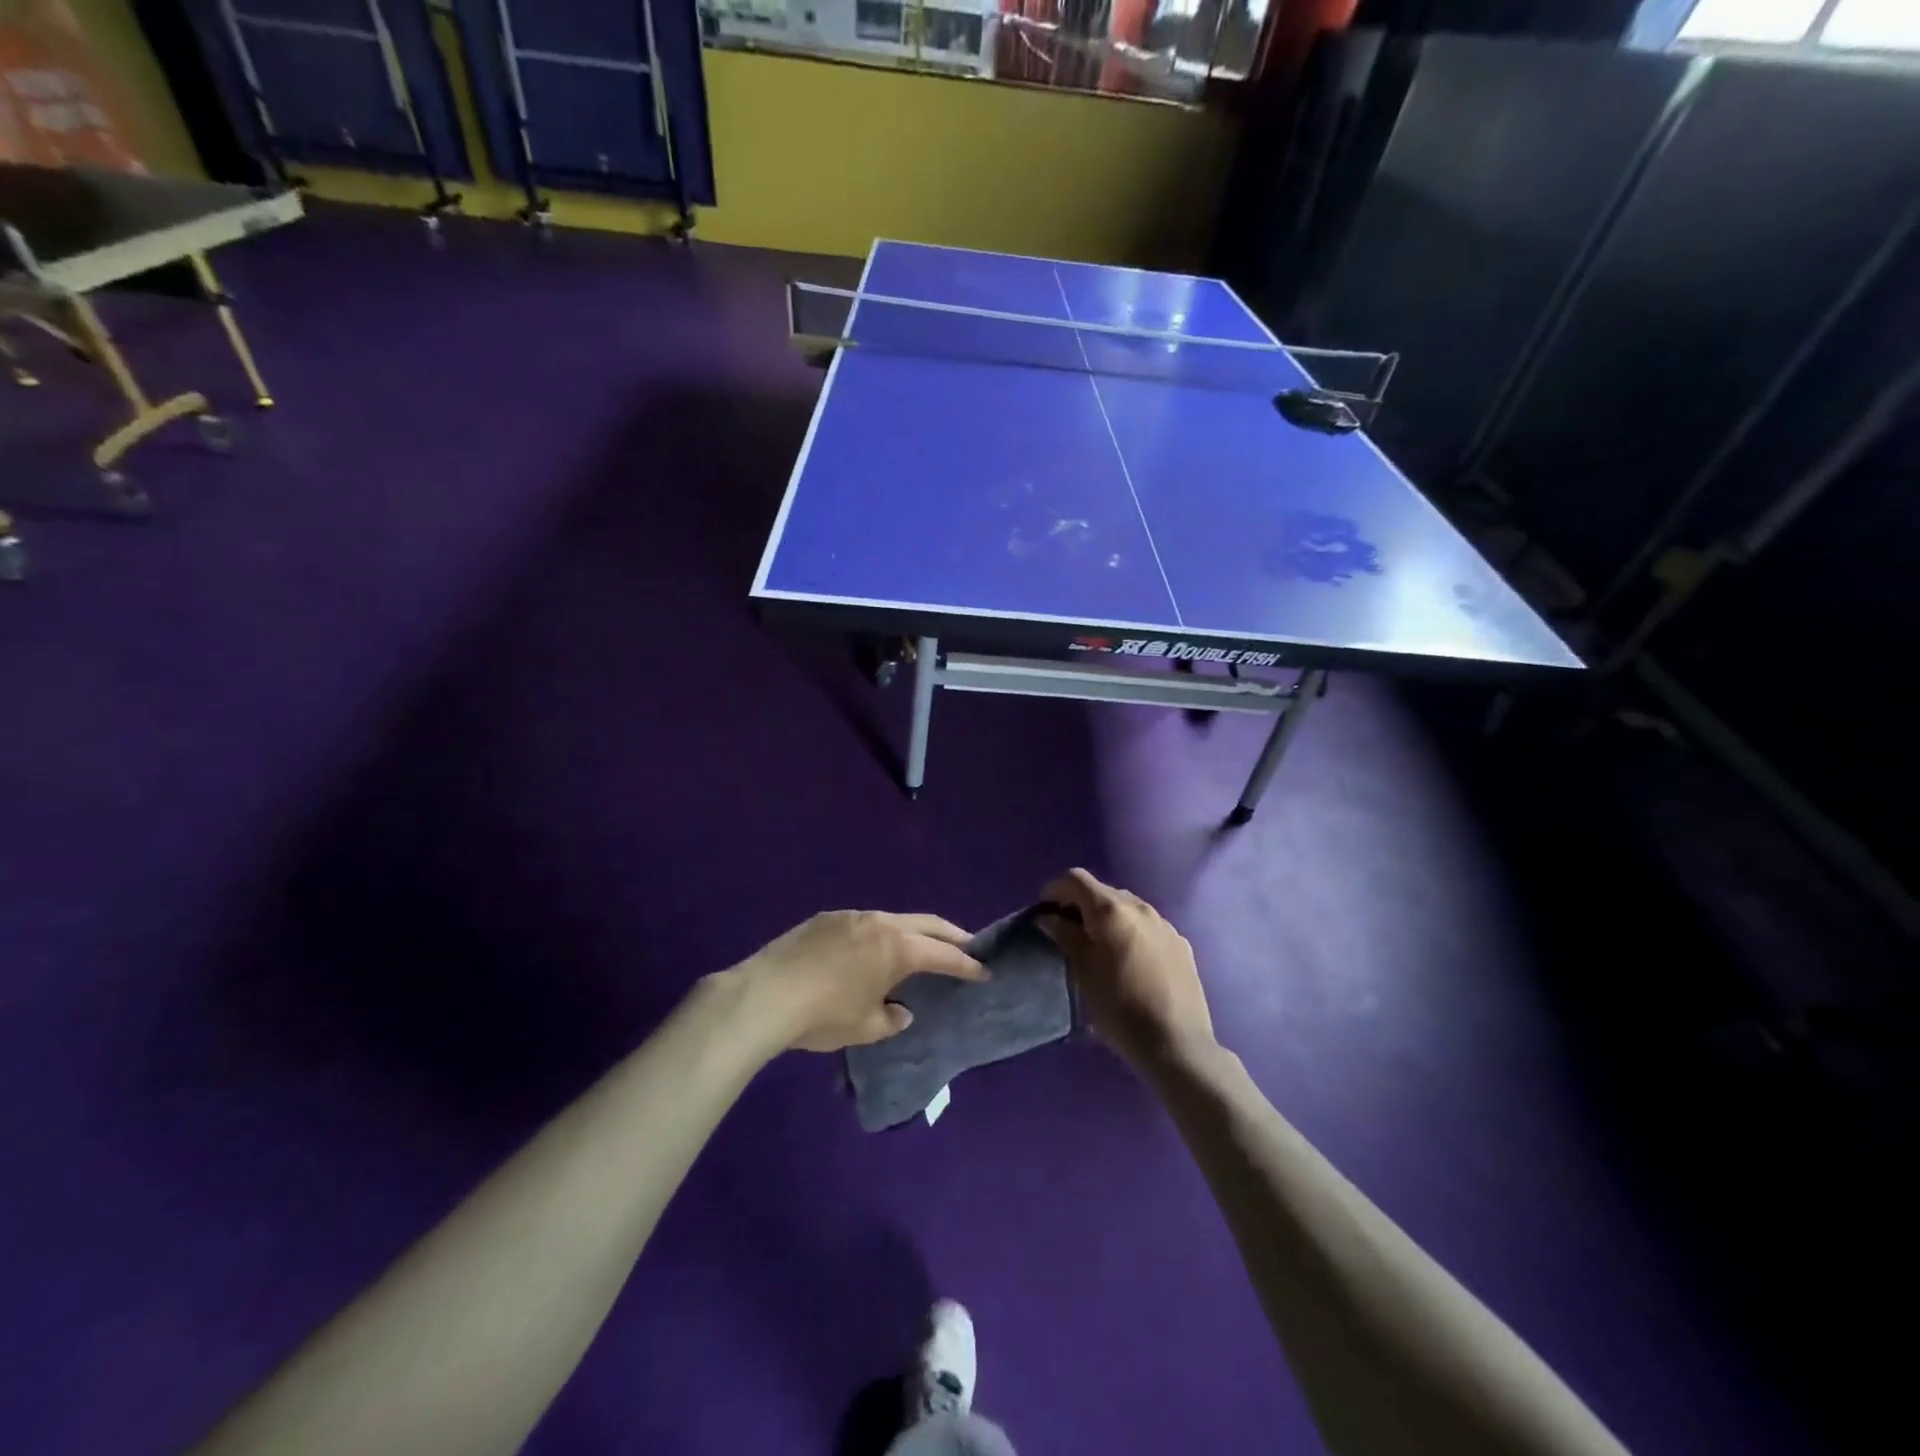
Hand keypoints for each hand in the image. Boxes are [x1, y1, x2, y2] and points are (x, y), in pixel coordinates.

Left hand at [729, 911, 985, 1053]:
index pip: (943, 954)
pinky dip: (879, 934)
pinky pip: (863, 923)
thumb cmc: (824, 1015)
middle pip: (925, 924)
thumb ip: (891, 1019)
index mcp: (898, 948)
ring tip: (918, 947)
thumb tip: (901, 1011)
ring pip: (893, 919)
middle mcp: (880, 923)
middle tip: (966, 945)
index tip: (984, 971)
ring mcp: (850, 916)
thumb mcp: (865, 1028)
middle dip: (949, 934)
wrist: (765, 995)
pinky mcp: (824, 919)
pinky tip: (870, 950)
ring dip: (911, 932)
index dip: (966, 964)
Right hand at [1037, 869, 1214, 1068]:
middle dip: (1080, 904)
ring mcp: (1165, 924)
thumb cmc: (1119, 1007)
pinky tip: (1128, 960)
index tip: (1043, 912)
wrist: (1176, 1044)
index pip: (1076, 879)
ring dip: (1107, 918)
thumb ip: (1065, 936)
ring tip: (1098, 946)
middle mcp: (1140, 907)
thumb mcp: (1083, 972)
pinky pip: (1147, 926)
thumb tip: (1049, 917)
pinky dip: (1130, 931)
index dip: (1054, 889)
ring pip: (1127, 907)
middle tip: (1067, 931)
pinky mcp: (1181, 943)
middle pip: (1102, 891)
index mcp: (1111, 910)